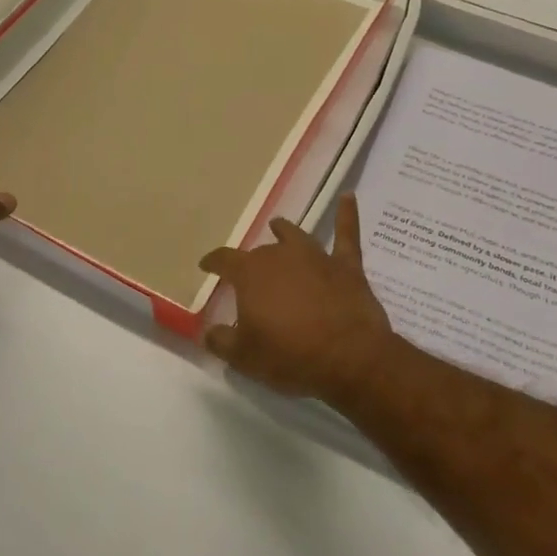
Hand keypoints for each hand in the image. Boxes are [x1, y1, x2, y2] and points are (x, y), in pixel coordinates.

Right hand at [199, 194, 394, 401]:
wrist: (350, 358)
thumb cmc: (290, 356)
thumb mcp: (244, 357)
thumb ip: (221, 341)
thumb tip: (209, 332)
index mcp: (251, 274)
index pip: (224, 259)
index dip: (213, 262)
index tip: (206, 266)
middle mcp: (281, 255)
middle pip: (261, 252)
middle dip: (252, 262)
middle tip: (248, 276)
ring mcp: (316, 257)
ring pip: (295, 237)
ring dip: (284, 231)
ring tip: (278, 226)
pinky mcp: (347, 266)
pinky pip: (346, 234)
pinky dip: (347, 214)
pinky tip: (348, 197)